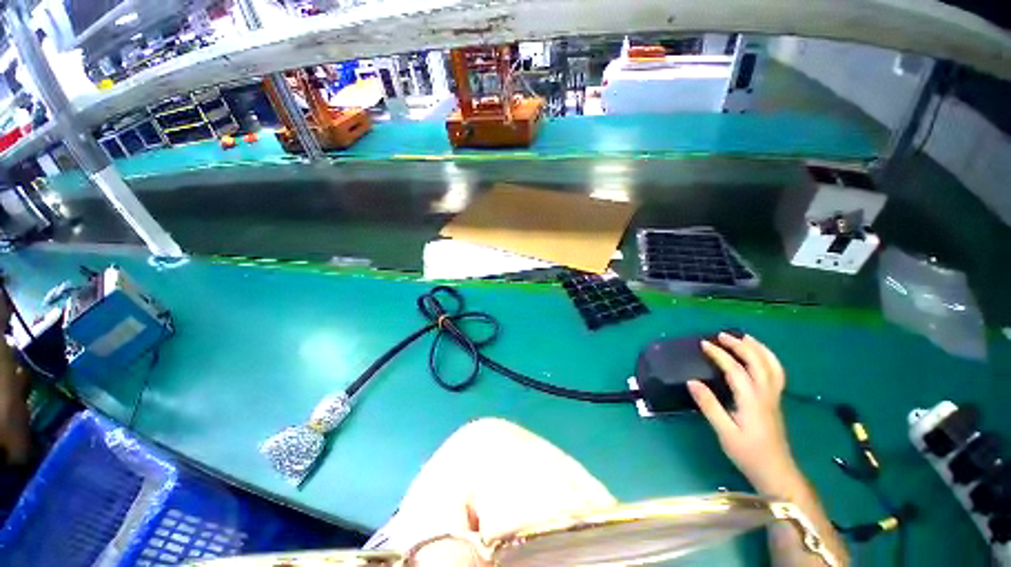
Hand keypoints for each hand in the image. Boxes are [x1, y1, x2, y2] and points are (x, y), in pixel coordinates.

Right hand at [688, 333, 798, 493]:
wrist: (777, 473)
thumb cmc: (748, 454)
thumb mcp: (724, 432)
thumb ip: (709, 406)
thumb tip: (692, 382)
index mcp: (752, 401)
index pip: (736, 370)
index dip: (720, 355)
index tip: (703, 344)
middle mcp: (766, 395)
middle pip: (758, 362)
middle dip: (740, 345)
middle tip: (722, 335)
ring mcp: (774, 397)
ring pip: (772, 366)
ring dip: (758, 348)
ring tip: (744, 337)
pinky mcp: (775, 402)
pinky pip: (775, 373)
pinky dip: (767, 358)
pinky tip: (758, 356)